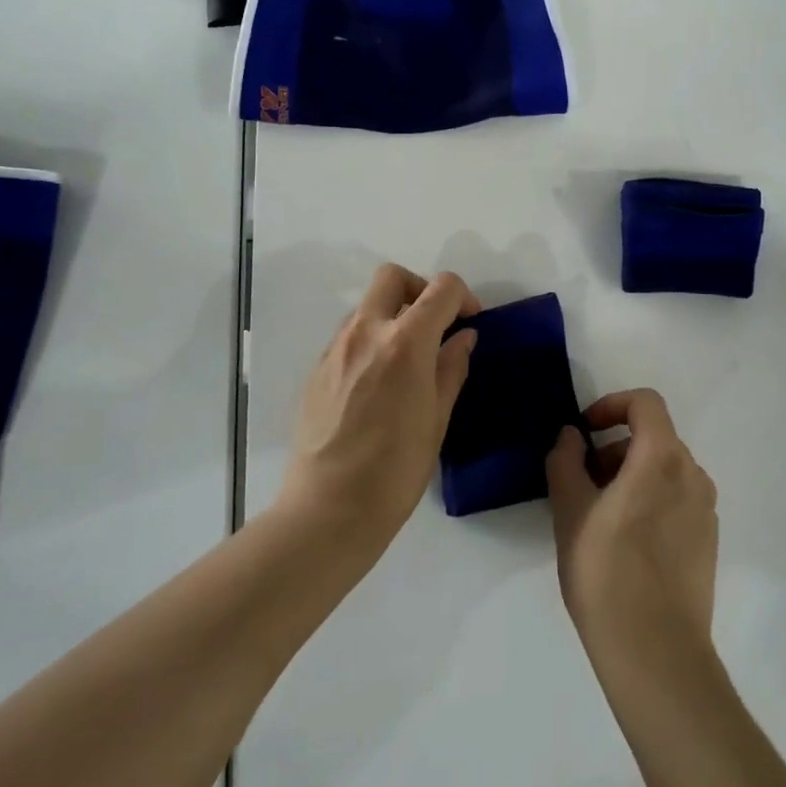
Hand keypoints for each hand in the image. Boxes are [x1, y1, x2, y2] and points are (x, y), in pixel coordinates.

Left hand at [279, 264, 479, 544]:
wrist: (328, 510)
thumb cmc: (396, 470)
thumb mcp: (437, 418)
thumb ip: (451, 368)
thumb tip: (463, 337)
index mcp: (405, 343)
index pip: (441, 288)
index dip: (463, 297)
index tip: (469, 323)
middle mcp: (366, 332)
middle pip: (393, 277)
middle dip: (421, 288)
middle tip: (435, 324)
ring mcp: (335, 348)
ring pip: (368, 305)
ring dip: (393, 314)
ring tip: (408, 358)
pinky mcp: (316, 369)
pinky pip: (349, 335)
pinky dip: (371, 339)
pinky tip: (379, 382)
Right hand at [547, 389, 718, 681]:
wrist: (657, 653)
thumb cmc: (606, 573)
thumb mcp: (570, 511)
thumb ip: (566, 461)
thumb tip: (572, 436)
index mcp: (662, 458)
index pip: (645, 403)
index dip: (611, 406)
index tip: (584, 432)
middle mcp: (692, 474)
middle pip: (653, 437)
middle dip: (614, 447)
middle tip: (582, 482)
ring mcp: (705, 509)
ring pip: (665, 469)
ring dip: (630, 474)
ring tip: (599, 515)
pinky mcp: (708, 540)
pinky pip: (677, 499)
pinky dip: (650, 499)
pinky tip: (626, 542)